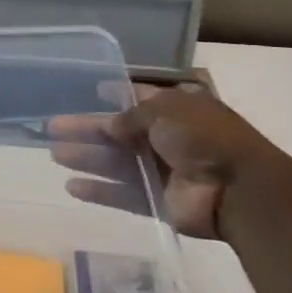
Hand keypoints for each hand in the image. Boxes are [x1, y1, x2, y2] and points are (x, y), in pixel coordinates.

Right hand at [51, 83, 291, 239]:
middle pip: (119, 132)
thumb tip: (108, 125)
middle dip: (87, 129)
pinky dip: (100, 191)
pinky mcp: (158, 201)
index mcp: (176, 108)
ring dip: (87, 157)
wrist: (239, 189)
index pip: (139, 97)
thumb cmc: (204, 136)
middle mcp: (168, 137)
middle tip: (52, 127)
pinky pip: (123, 194)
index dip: (115, 94)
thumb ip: (131, 117)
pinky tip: (72, 187)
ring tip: (54, 153)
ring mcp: (163, 170)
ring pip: (116, 162)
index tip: (90, 91)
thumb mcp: (166, 111)